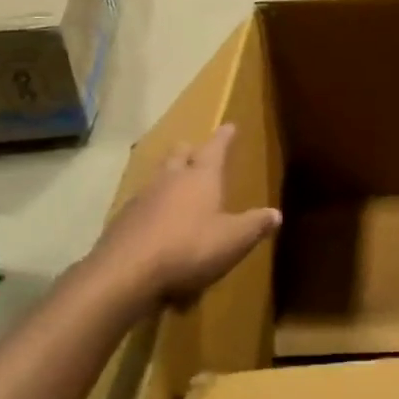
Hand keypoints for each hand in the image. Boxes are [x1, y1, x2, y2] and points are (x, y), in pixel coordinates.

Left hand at [84, 123, 281, 305]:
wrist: (126, 273)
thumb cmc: (189, 248)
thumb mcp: (234, 240)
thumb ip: (255, 225)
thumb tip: (275, 214)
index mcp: (200, 178)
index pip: (215, 149)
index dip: (224, 137)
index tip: (229, 125)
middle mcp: (170, 180)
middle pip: (179, 155)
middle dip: (190, 151)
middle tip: (197, 150)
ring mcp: (142, 199)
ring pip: (158, 177)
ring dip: (169, 176)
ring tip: (177, 183)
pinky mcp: (123, 221)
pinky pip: (142, 204)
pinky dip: (153, 206)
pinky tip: (157, 221)